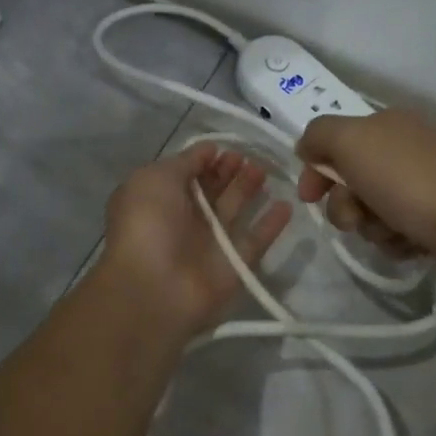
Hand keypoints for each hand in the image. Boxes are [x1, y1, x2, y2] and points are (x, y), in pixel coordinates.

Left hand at [99, 142, 292, 338]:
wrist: (154, 287)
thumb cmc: (148, 224)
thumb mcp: (155, 178)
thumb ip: (184, 161)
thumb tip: (209, 149)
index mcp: (159, 199)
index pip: (187, 174)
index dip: (205, 159)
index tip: (225, 148)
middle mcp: (183, 220)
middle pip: (212, 190)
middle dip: (229, 171)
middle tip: (248, 158)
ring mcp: (209, 244)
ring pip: (234, 210)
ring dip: (249, 189)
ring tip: (264, 172)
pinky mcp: (233, 265)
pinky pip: (255, 240)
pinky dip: (271, 224)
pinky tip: (286, 205)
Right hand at [295, 109, 435, 285]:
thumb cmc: (407, 180)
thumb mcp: (351, 141)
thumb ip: (319, 135)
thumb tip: (308, 148)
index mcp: (388, 124)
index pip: (335, 142)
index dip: (315, 169)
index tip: (308, 197)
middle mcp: (407, 149)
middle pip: (350, 180)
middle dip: (345, 204)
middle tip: (356, 217)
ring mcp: (424, 185)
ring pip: (370, 210)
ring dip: (370, 226)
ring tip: (391, 231)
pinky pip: (395, 231)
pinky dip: (395, 240)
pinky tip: (409, 242)